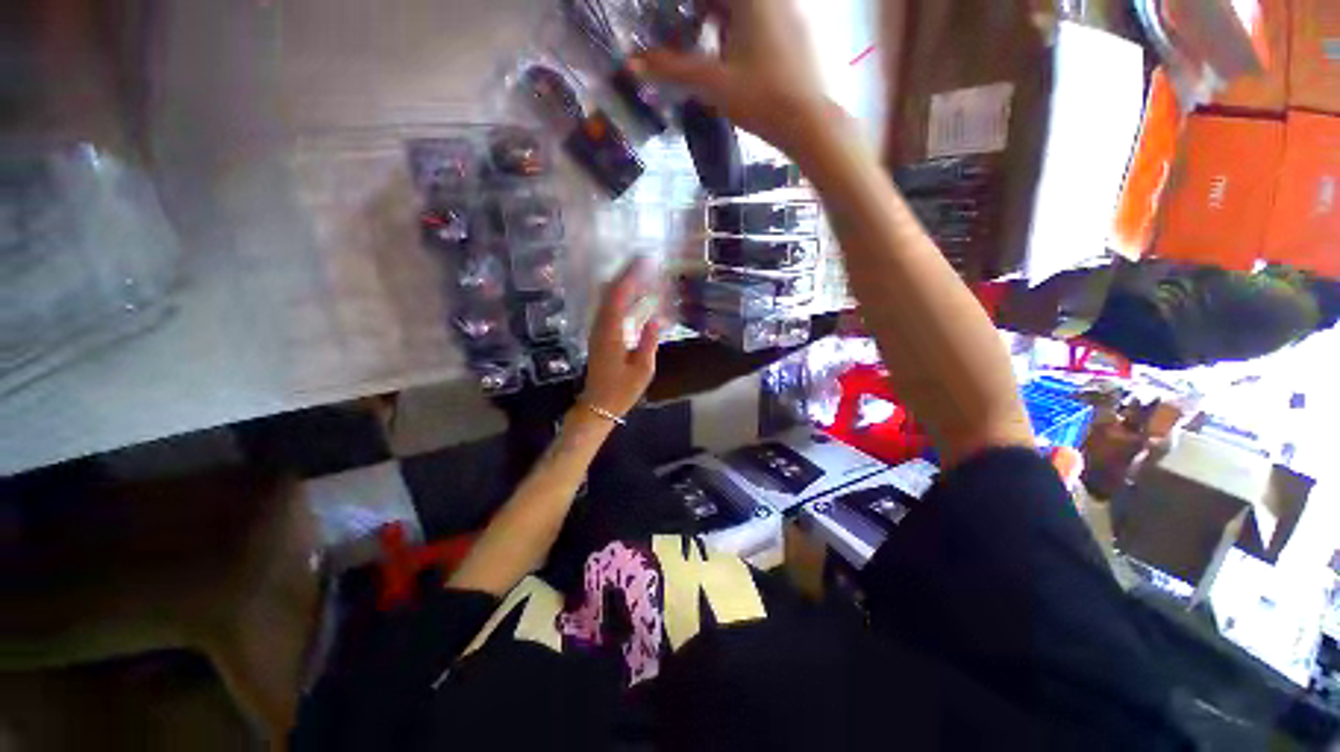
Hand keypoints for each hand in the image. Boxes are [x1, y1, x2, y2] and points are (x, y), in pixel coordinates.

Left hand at [581, 258, 660, 418]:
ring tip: (643, 275)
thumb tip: (657, 318)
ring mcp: (597, 330)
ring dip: (623, 284)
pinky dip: (621, 297)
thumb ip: (649, 341)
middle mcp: (600, 326)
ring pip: (607, 298)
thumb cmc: (622, 390)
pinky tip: (635, 297)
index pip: (619, 295)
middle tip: (646, 263)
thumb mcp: (642, 369)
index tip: (646, 262)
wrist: (598, 405)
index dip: (632, 276)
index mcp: (611, 332)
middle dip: (627, 274)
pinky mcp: (599, 335)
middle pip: (609, 291)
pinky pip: (609, 308)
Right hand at [632, 0, 829, 154]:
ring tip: (703, 42)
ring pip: (745, 8)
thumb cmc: (761, 98)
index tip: (670, 19)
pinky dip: (739, 28)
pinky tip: (732, 56)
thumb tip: (632, 65)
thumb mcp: (713, 83)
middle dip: (700, 11)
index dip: (687, 7)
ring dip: (719, 17)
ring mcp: (789, 11)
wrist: (809, 123)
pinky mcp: (797, 32)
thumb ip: (672, 69)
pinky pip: (762, 17)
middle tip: (682, 30)